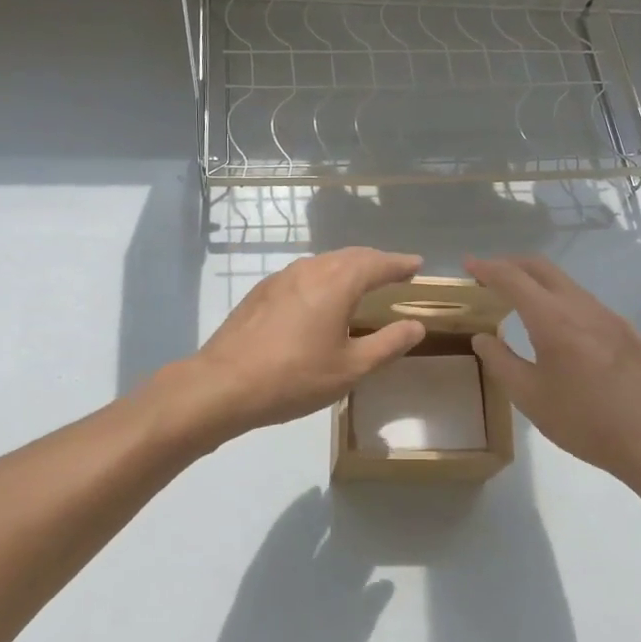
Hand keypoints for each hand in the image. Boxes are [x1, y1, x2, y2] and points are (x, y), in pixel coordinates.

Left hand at [160, 248, 427, 446]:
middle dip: (375, 261)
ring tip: (362, 282)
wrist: (223, 384)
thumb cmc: (294, 377)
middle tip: (394, 270)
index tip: (417, 264)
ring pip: (324, 263)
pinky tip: (321, 298)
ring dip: (348, 267)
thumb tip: (416, 326)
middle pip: (350, 257)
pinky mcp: (261, 292)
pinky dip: (324, 278)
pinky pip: (304, 275)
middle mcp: (310, 270)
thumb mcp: (350, 368)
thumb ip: (387, 344)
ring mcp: (281, 278)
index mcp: (337, 282)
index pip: (377, 264)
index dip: (400, 264)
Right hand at [466, 255, 640, 488]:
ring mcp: (608, 315)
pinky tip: (554, 327)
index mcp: (554, 319)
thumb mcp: (531, 398)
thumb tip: (483, 337)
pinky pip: (583, 301)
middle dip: (511, 264)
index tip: (467, 264)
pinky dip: (558, 299)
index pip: (513, 278)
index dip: (487, 268)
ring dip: (536, 282)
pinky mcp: (625, 330)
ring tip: (516, 301)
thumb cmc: (586, 422)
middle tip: (487, 276)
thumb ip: (501, 362)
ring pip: (565, 283)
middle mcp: (582, 306)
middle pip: (541, 268)